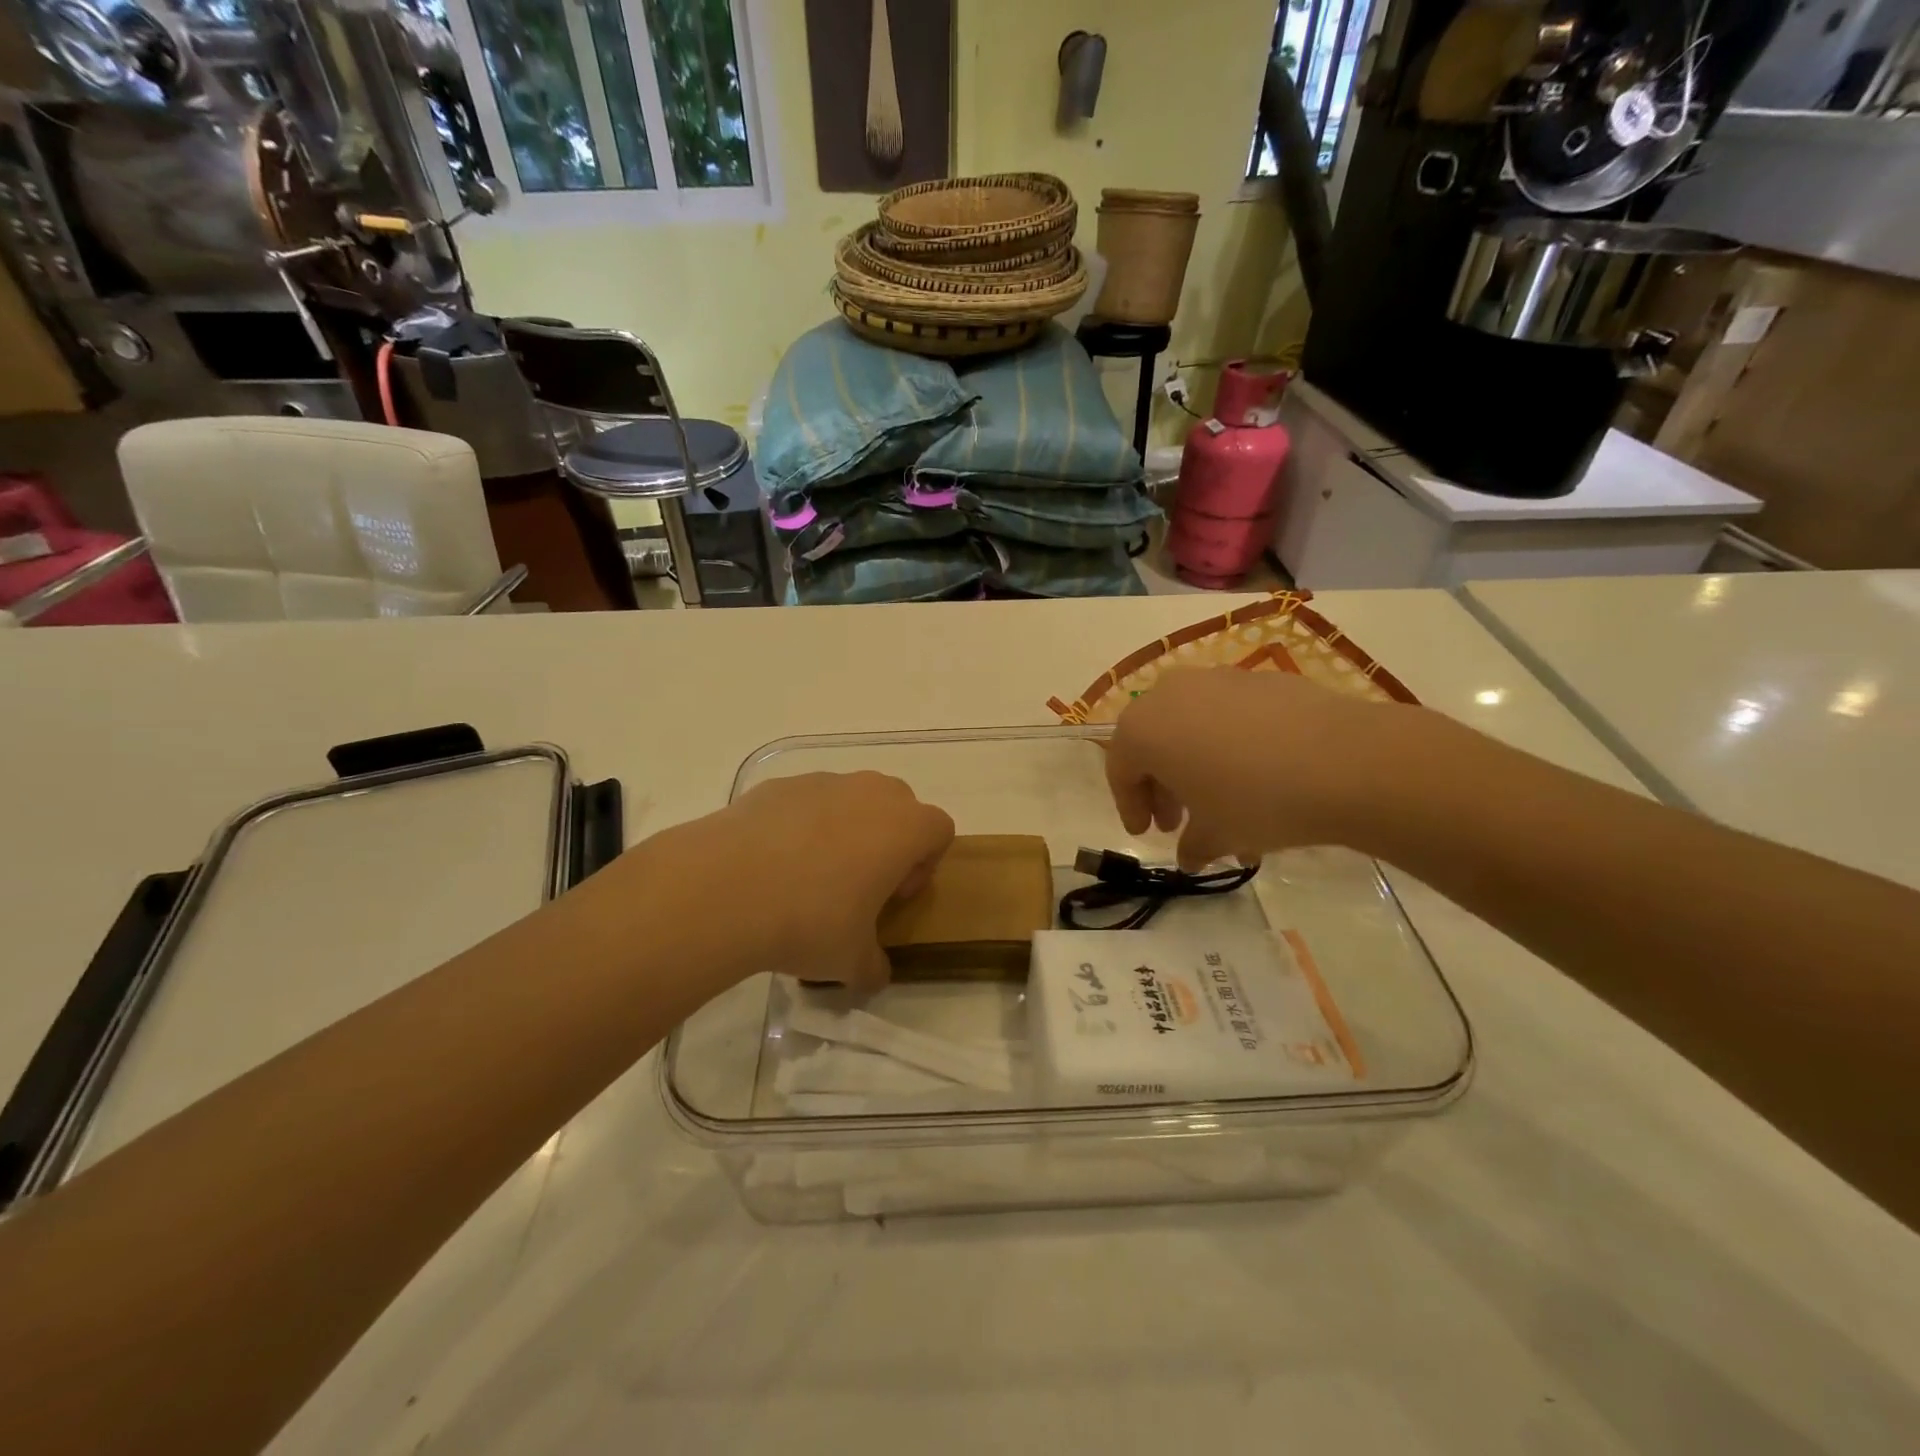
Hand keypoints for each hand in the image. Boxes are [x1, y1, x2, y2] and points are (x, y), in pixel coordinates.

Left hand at [651, 771, 954, 991]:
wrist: (724, 888)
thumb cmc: (809, 920)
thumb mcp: (850, 961)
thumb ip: (874, 967)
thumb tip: (873, 975)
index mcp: (904, 828)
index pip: (939, 830)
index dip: (924, 865)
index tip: (892, 897)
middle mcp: (871, 793)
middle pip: (899, 806)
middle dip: (888, 840)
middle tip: (858, 884)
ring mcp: (823, 782)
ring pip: (851, 799)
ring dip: (845, 830)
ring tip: (807, 875)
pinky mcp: (779, 784)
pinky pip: (806, 801)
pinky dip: (801, 825)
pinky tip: (771, 863)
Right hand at [1104, 669, 1408, 868]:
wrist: (1346, 761)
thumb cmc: (1256, 800)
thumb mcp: (1215, 834)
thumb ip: (1192, 845)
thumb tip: (1190, 857)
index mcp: (1143, 729)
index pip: (1120, 770)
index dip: (1130, 806)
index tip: (1145, 833)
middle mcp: (1170, 693)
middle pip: (1152, 742)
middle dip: (1161, 784)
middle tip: (1177, 821)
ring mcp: (1217, 679)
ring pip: (1190, 725)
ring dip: (1195, 763)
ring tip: (1220, 800)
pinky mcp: (1260, 677)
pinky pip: (1227, 713)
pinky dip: (1228, 742)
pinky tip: (1258, 773)